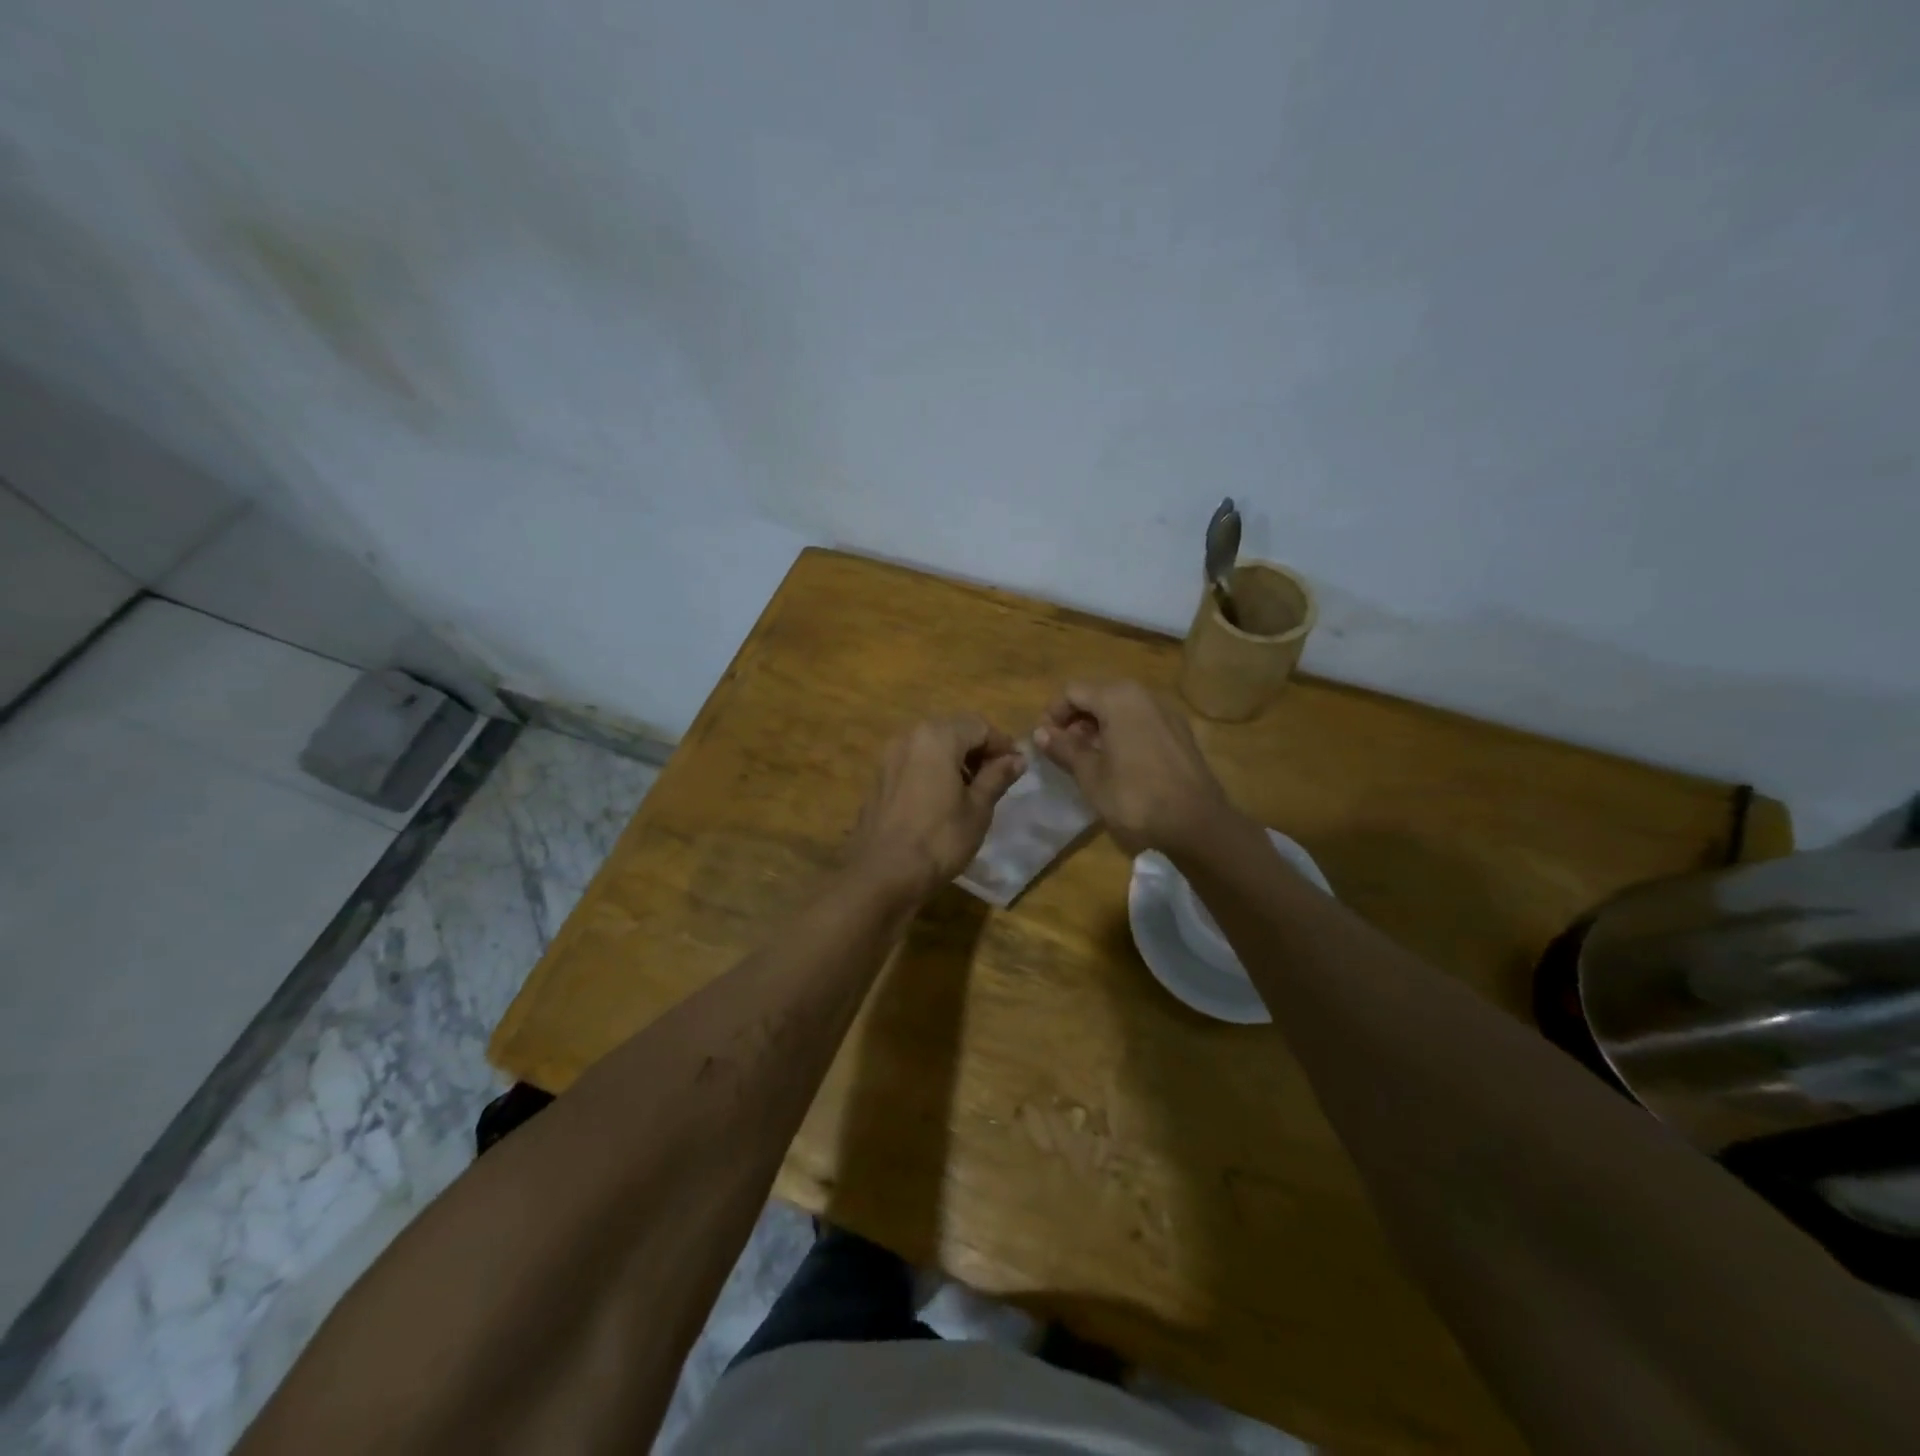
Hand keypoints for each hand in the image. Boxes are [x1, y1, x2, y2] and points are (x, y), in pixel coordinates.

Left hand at [846, 715, 1025, 901]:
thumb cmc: (939, 840)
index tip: (1017, 767)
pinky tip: (943, 801)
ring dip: (955, 761)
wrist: (881, 875)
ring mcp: (889, 758)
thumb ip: (996, 777)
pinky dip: (933, 772)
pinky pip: (914, 764)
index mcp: (937, 737)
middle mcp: (909, 737)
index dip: (1002, 744)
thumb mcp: (977, 810)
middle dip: (978, 751)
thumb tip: (1016, 759)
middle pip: (953, 732)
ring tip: (973, 792)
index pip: (979, 726)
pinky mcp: (878, 779)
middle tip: (997, 779)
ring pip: (931, 747)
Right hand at [1034, 680, 1235, 856]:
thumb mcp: (1090, 775)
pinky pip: (1142, 722)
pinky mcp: (1181, 733)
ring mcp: (1167, 713)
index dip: (1053, 714)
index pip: (1073, 691)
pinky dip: (1123, 734)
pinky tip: (1118, 764)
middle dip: (1076, 719)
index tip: (1045, 742)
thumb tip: (1040, 732)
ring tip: (1087, 760)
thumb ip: (1064, 748)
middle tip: (1063, 751)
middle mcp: (1144, 695)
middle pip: (1098, 695)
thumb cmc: (1135, 797)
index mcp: (1118, 698)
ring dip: (1099, 727)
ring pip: (1122, 708)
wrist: (1197, 824)